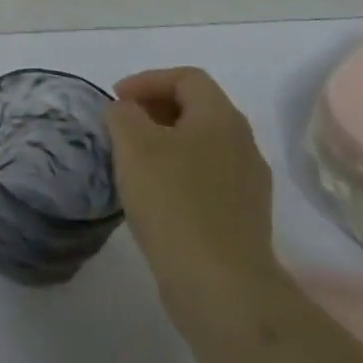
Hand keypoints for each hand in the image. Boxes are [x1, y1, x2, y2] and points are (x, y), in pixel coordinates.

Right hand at [106, 67, 278, 306]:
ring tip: (131, 161)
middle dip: (154, 109)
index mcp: (221, 118)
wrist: (221, 285)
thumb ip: (122, 114)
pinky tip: (153, 196)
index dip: (147, 80)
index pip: (186, 77)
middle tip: (120, 125)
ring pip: (201, 145)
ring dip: (164, 143)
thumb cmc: (174, 201)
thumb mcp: (133, 144)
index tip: (115, 99)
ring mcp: (247, 184)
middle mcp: (243, 144)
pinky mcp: (242, 218)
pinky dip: (176, 173)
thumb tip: (126, 112)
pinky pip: (205, 178)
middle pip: (196, 108)